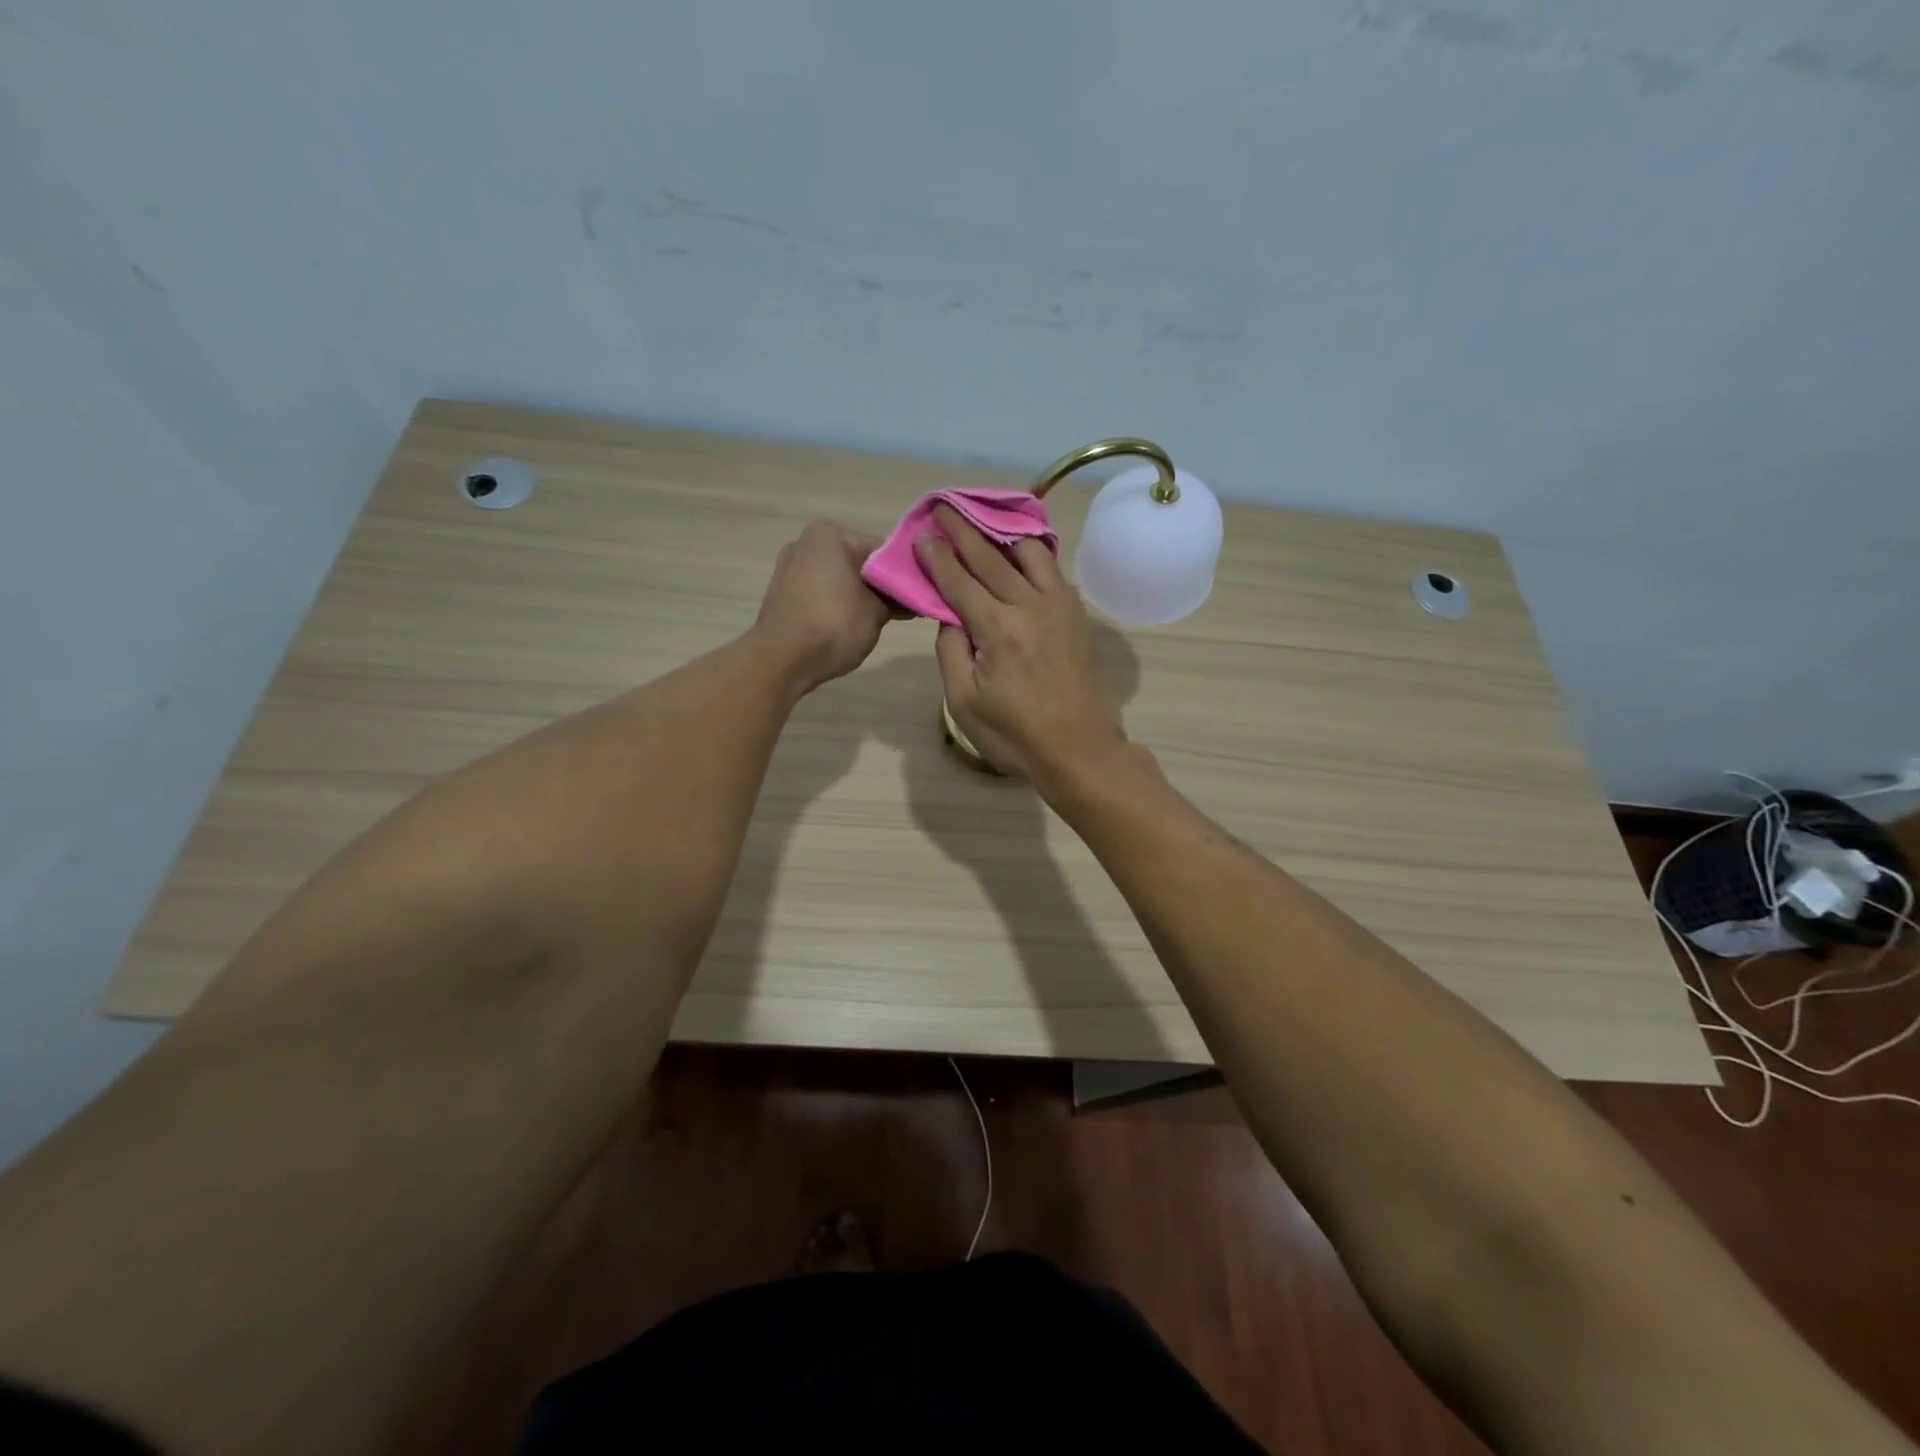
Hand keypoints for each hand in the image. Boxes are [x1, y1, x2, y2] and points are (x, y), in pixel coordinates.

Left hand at [753, 520, 895, 693]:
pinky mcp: (783, 592)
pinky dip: (841, 603)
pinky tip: (857, 624)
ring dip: (863, 595)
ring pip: (842, 578)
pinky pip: (824, 592)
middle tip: (908, 610)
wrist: (781, 661)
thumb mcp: (876, 611)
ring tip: (885, 620)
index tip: (922, 595)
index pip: (884, 550)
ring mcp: (791, 567)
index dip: (907, 574)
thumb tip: (910, 596)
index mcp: (830, 534)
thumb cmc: (833, 626)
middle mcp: (806, 542)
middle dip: (883, 585)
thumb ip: (897, 597)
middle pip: (861, 562)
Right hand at [915, 504, 1126, 783]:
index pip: (959, 582)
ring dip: (1001, 535)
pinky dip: (1034, 553)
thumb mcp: (964, 703)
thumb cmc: (1015, 735)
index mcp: (997, 629)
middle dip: (963, 531)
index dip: (937, 557)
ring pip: (1029, 554)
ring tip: (984, 522)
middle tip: (944, 508)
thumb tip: (949, 617)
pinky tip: (1023, 551)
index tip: (922, 533)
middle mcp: (1029, 607)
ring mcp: (1060, 607)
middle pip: (990, 559)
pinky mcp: (1078, 615)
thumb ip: (950, 652)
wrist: (1080, 750)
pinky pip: (1054, 570)